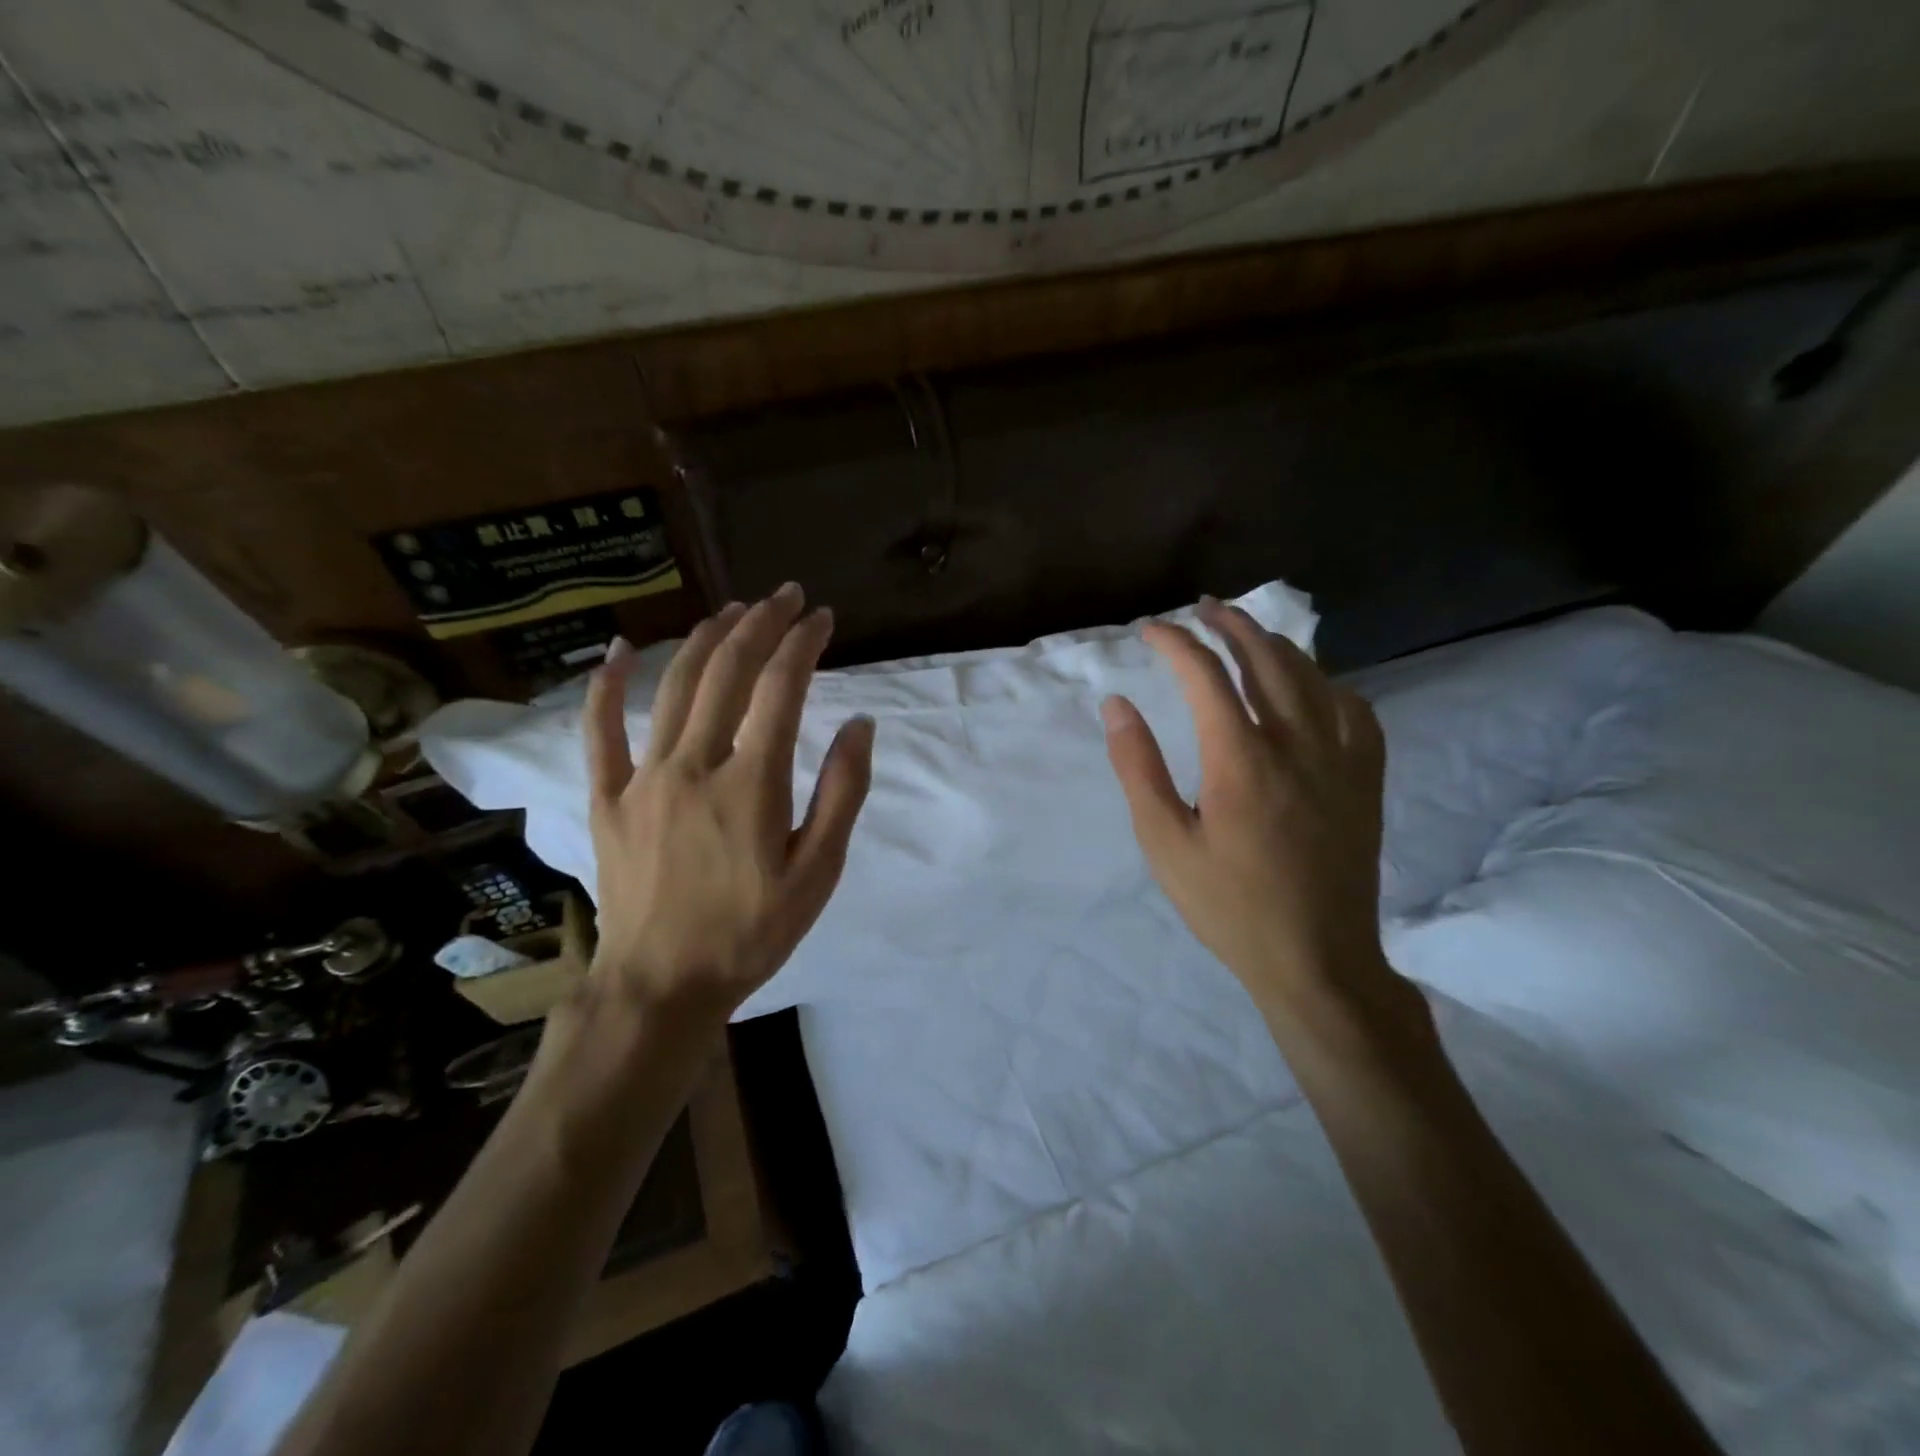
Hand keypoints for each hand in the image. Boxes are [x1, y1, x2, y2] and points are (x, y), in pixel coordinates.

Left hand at [581, 583, 874, 1024]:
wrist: (662, 985)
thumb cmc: (752, 933)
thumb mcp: (818, 873)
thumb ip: (842, 794)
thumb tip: (861, 725)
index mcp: (752, 784)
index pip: (781, 688)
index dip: (803, 643)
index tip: (822, 618)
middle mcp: (695, 764)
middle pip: (727, 671)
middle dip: (761, 624)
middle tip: (785, 597)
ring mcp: (643, 778)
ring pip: (674, 686)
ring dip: (705, 638)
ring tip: (733, 609)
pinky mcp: (607, 797)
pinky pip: (600, 730)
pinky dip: (607, 684)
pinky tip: (620, 649)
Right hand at [1102, 597, 1399, 1030]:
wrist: (1317, 959)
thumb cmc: (1229, 905)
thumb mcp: (1164, 843)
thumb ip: (1138, 768)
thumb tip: (1116, 706)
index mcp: (1241, 758)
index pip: (1205, 675)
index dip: (1174, 643)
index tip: (1149, 631)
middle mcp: (1296, 743)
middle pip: (1265, 658)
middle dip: (1229, 624)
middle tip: (1202, 608)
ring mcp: (1340, 758)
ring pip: (1312, 676)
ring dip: (1275, 644)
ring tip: (1247, 632)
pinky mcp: (1365, 780)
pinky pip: (1355, 710)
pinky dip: (1327, 683)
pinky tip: (1313, 686)